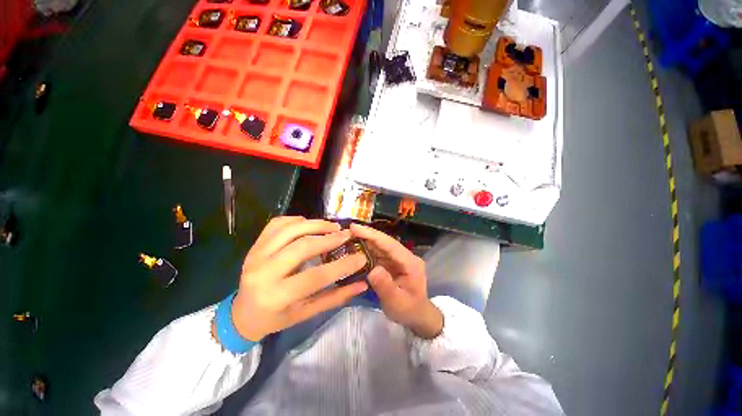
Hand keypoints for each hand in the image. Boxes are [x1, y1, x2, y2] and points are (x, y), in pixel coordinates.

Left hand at [231, 216, 368, 341]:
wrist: (242, 314)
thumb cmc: (276, 318)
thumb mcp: (307, 313)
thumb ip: (335, 297)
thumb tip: (362, 284)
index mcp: (276, 296)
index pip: (316, 277)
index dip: (342, 266)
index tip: (361, 257)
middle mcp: (262, 272)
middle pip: (302, 247)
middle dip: (330, 239)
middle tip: (347, 235)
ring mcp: (255, 254)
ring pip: (290, 229)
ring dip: (316, 224)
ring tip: (334, 226)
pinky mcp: (254, 245)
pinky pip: (277, 223)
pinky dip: (297, 219)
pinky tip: (310, 223)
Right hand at [350, 223, 442, 338]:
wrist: (416, 315)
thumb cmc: (408, 310)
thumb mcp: (396, 302)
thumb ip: (385, 286)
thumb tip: (373, 270)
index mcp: (410, 262)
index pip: (390, 245)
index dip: (373, 235)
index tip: (355, 228)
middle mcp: (404, 256)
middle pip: (384, 242)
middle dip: (366, 235)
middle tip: (348, 229)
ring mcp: (398, 258)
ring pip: (380, 246)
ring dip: (365, 240)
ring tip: (348, 235)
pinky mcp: (391, 262)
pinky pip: (378, 253)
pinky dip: (366, 249)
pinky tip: (356, 247)